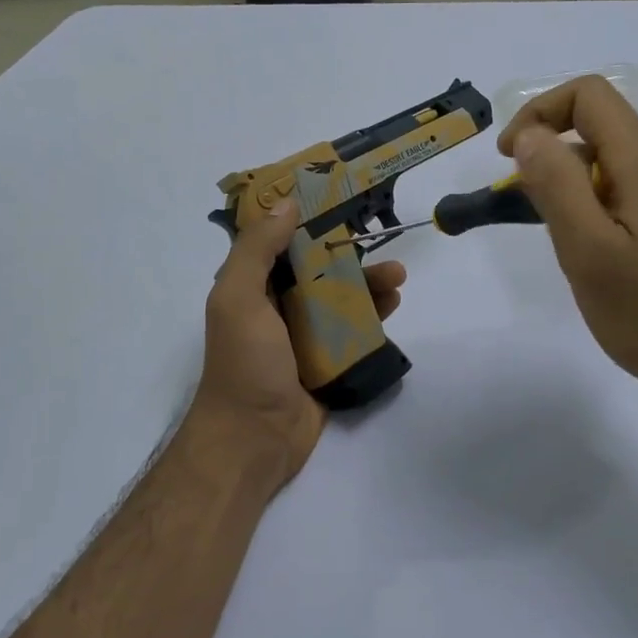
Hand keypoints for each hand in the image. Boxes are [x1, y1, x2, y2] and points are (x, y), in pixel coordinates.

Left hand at [189, 198, 406, 488]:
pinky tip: (395, 305)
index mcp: (252, 289)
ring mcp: (304, 337)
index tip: (338, 198)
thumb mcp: (239, 298)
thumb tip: (286, 203)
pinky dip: (374, 318)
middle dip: (349, 255)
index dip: (306, 221)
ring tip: (398, 277)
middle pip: (319, 271)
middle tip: (382, 243)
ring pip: (341, 300)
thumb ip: (257, 250)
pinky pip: (353, 333)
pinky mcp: (327, 363)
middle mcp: (277, 308)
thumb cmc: (244, 363)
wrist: (254, 439)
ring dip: (368, 285)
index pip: (280, 244)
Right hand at [498, 76, 637, 411]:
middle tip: (526, 211)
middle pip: (601, 129)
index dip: (539, 113)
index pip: (590, 95)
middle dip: (552, 156)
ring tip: (561, 242)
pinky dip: (598, 205)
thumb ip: (557, 185)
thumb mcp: (588, 251)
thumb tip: (530, 135)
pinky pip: (631, 192)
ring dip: (573, 185)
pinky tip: (596, 256)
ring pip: (615, 164)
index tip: (508, 159)